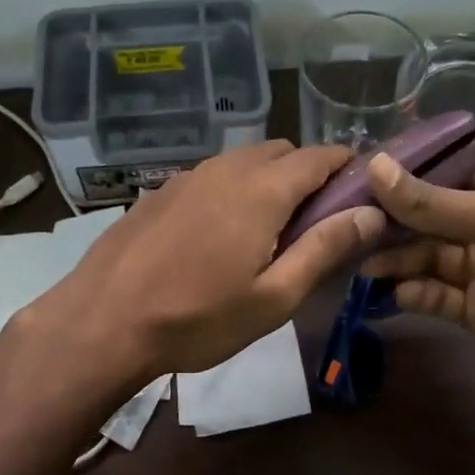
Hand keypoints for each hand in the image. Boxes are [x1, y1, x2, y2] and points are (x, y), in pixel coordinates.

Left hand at [31, 141, 385, 382]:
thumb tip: (370, 214)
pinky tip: (219, 233)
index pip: (320, 156)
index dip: (348, 167)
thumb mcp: (273, 297)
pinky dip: (232, 190)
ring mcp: (187, 177)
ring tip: (268, 230)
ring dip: (268, 181)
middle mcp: (226, 169)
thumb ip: (324, 249)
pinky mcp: (159, 192)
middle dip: (308, 174)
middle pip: (282, 152)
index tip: (362, 193)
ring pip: (243, 161)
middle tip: (315, 223)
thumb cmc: (198, 318)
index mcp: (262, 190)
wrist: (104, 322)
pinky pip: (212, 177)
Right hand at [358, 155, 474, 415]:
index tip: (363, 172)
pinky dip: (412, 295)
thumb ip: (433, 202)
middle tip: (348, 222)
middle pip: (432, 219)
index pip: (451, 174)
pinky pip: (435, 298)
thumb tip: (374, 166)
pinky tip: (391, 295)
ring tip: (360, 262)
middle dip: (394, 220)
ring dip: (396, 259)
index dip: (411, 173)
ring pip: (428, 259)